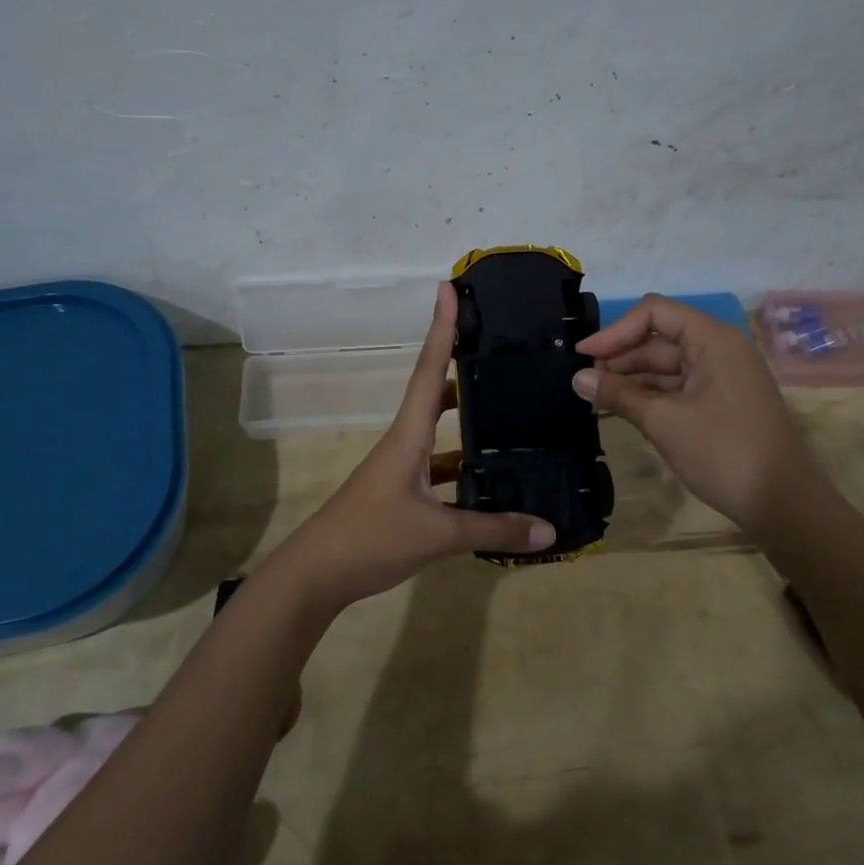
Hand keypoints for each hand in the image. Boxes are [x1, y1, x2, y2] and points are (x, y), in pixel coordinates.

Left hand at [281, 283, 556, 607]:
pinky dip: (462, 467)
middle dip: (459, 364)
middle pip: (434, 392)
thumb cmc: (369, 539)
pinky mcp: (400, 494)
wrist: (314, 576)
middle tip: (495, 346)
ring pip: (438, 432)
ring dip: (465, 418)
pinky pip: (438, 468)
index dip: (441, 328)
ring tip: (506, 408)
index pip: (429, 370)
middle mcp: (404, 442)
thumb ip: (492, 529)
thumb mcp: (436, 534)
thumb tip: (549, 529)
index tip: (448, 288)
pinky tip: (488, 479)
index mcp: (408, 435)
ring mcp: (399, 469)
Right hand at [574, 294, 826, 535]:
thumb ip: (618, 394)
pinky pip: (679, 387)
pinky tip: (622, 410)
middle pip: (659, 339)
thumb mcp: (664, 421)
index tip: (583, 355)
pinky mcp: (722, 403)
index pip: (655, 313)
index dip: (615, 331)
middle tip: (583, 383)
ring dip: (631, 380)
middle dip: (620, 358)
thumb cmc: (723, 452)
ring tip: (594, 399)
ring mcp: (722, 377)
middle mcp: (719, 350)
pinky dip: (650, 396)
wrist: (783, 503)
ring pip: (667, 366)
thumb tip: (577, 378)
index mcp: (712, 340)